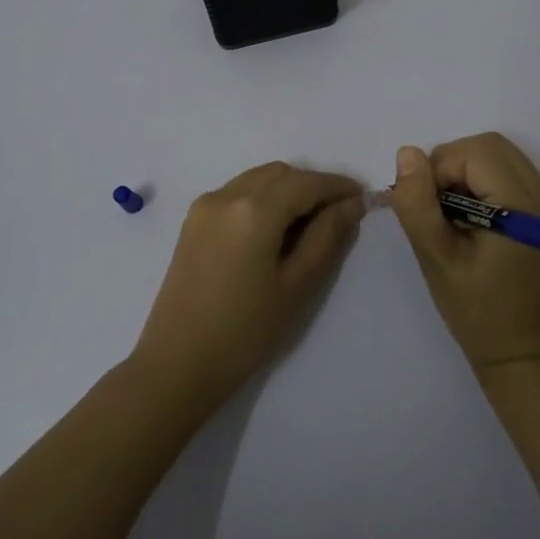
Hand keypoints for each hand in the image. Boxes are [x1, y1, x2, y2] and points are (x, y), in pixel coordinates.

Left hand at [131, 162, 365, 414]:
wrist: (176, 364)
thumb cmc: (244, 332)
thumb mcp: (295, 286)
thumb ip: (326, 237)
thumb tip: (351, 205)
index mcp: (253, 210)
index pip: (305, 183)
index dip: (337, 186)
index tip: (362, 197)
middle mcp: (226, 195)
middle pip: (280, 174)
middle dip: (312, 185)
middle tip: (340, 213)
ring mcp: (205, 206)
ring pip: (257, 179)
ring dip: (288, 189)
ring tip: (311, 221)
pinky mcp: (194, 221)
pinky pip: (237, 192)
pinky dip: (263, 198)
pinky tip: (276, 228)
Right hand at [388, 133, 539, 373]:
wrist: (525, 358)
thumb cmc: (477, 314)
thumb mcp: (436, 259)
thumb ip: (418, 204)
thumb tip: (408, 153)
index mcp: (524, 209)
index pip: (476, 152)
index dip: (441, 169)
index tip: (428, 208)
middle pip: (493, 146)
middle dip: (454, 164)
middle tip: (438, 208)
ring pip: (503, 158)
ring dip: (469, 173)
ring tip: (454, 217)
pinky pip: (514, 177)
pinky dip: (486, 185)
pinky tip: (475, 223)